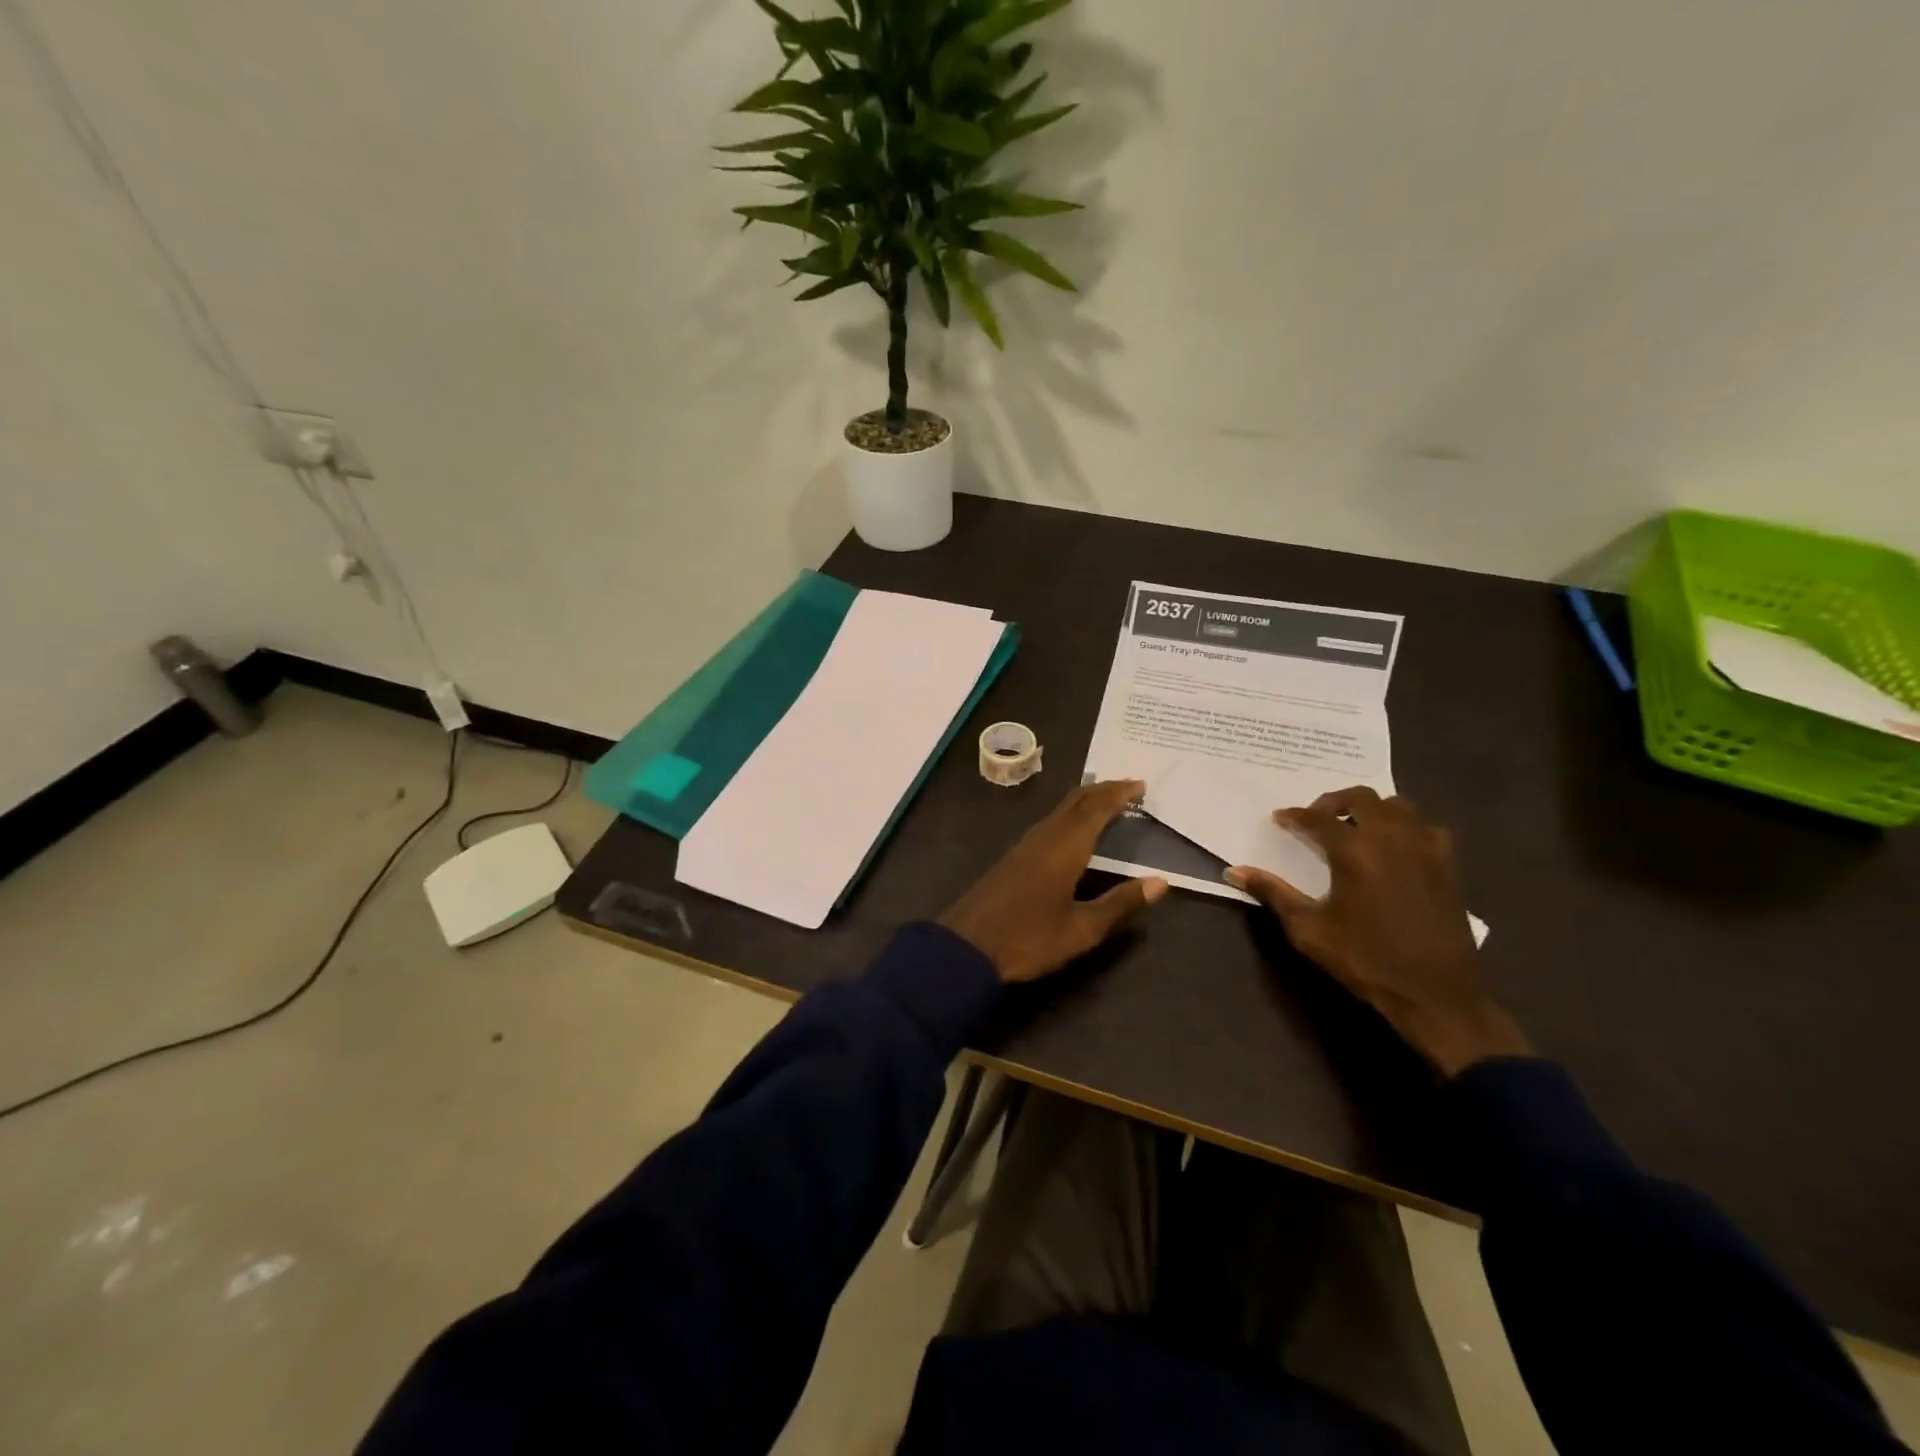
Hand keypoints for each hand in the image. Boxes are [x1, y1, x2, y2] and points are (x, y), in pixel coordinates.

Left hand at [941, 780, 1169, 983]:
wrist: (966, 947)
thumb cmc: (1029, 938)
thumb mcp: (1082, 929)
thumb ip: (1120, 903)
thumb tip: (1161, 882)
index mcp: (1065, 848)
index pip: (1097, 809)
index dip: (1119, 794)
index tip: (1141, 784)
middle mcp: (1044, 837)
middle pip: (1075, 801)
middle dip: (1103, 789)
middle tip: (1129, 787)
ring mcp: (1025, 846)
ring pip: (1060, 810)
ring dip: (1085, 801)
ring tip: (1107, 802)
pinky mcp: (1013, 858)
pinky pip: (1048, 823)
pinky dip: (1069, 815)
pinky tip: (1072, 829)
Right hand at [1226, 787, 1530, 1076]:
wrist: (1435, 994)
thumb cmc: (1365, 959)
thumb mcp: (1309, 929)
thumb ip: (1273, 893)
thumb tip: (1234, 871)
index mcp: (1354, 851)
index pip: (1318, 818)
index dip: (1295, 815)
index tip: (1280, 819)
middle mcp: (1391, 839)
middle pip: (1361, 798)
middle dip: (1334, 801)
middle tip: (1316, 818)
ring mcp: (1425, 849)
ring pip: (1398, 806)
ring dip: (1372, 809)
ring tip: (1355, 827)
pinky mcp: (1447, 866)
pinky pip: (1427, 828)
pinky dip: (1408, 827)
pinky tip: (1397, 847)